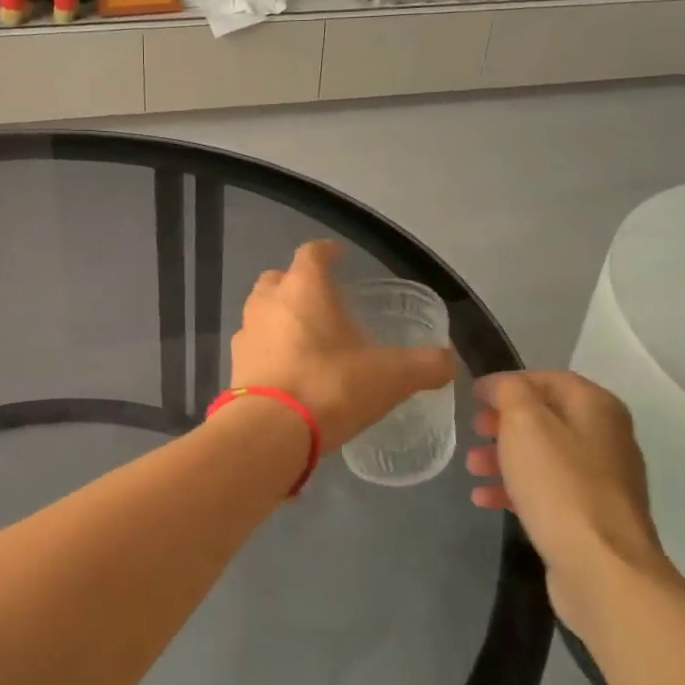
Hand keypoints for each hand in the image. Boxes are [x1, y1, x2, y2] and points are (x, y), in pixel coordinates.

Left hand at [229, 241, 454, 451]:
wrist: (269, 432)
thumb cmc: (332, 387)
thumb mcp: (391, 377)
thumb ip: (425, 365)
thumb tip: (450, 362)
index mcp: (304, 288)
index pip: (312, 253)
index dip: (327, 252)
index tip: (340, 258)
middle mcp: (268, 301)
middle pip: (279, 278)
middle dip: (298, 284)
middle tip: (323, 302)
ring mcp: (246, 333)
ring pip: (262, 311)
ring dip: (280, 317)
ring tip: (306, 338)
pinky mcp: (234, 365)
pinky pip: (254, 345)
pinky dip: (269, 349)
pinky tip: (289, 370)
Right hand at [466, 371, 676, 636]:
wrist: (602, 567)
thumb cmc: (559, 483)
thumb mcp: (524, 422)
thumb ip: (509, 391)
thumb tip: (500, 386)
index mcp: (596, 407)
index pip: (547, 378)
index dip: (507, 383)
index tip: (472, 396)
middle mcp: (606, 437)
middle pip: (545, 417)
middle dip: (502, 423)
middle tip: (473, 430)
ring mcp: (601, 479)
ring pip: (542, 455)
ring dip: (503, 457)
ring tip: (472, 468)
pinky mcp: (590, 515)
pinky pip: (546, 490)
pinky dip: (515, 488)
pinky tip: (485, 499)